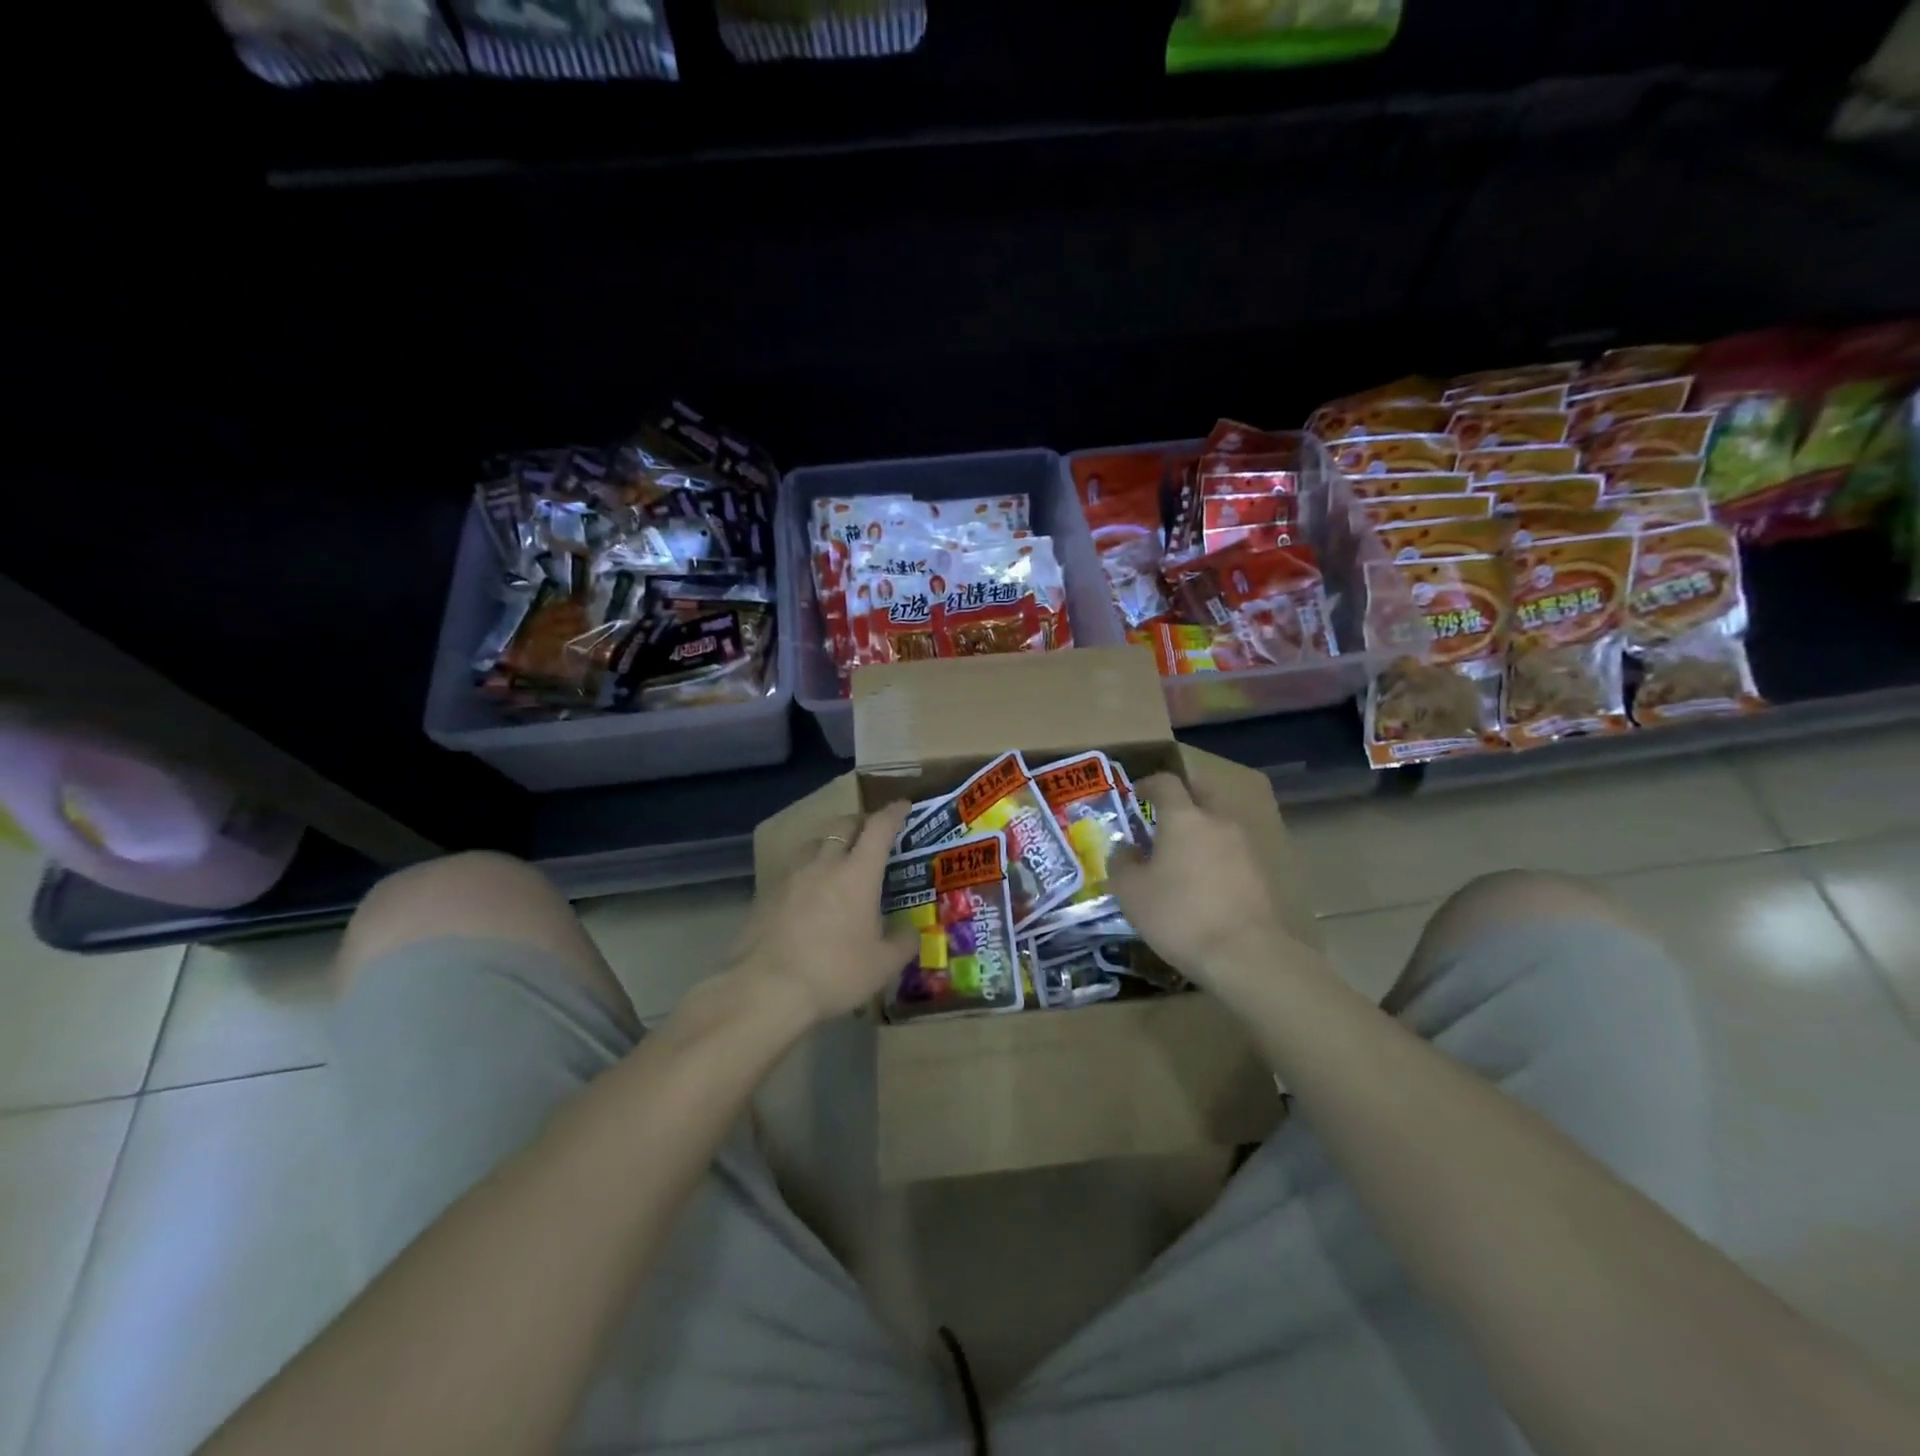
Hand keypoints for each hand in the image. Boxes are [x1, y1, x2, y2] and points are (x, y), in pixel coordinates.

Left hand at [732, 801, 919, 1025]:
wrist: (765, 989)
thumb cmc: (834, 972)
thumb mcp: (883, 965)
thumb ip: (903, 942)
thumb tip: (910, 931)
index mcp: (858, 872)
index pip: (879, 828)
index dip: (894, 813)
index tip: (903, 806)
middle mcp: (824, 864)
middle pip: (843, 826)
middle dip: (860, 822)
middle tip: (871, 832)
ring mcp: (791, 876)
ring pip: (814, 844)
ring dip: (830, 843)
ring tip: (838, 859)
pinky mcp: (766, 894)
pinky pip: (793, 870)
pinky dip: (808, 871)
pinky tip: (809, 893)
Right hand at [1107, 774, 1298, 991]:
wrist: (1245, 954)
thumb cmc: (1179, 915)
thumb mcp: (1131, 893)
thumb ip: (1122, 863)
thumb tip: (1124, 849)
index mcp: (1183, 817)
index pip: (1166, 782)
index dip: (1149, 784)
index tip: (1137, 794)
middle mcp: (1218, 821)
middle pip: (1201, 794)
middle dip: (1182, 800)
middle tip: (1162, 819)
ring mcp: (1245, 845)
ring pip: (1219, 823)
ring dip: (1201, 830)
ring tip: (1182, 855)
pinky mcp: (1262, 872)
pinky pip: (1233, 851)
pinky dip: (1217, 856)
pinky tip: (1205, 881)